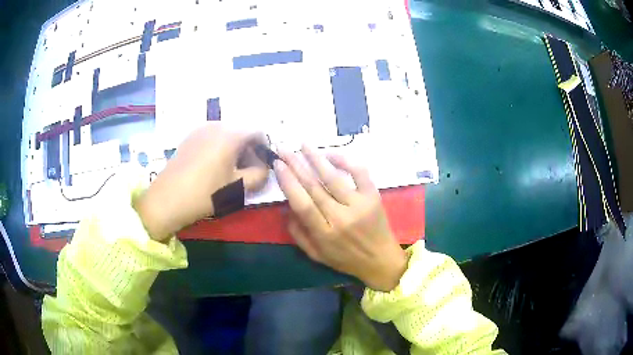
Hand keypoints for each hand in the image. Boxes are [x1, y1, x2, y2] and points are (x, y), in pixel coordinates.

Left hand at [135, 123, 267, 240]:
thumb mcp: (238, 187)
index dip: (264, 148)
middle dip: (249, 150)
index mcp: (230, 134)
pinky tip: (213, 167)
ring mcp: (200, 130)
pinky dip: (220, 148)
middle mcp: (216, 125)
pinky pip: (212, 138)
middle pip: (241, 132)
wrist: (167, 199)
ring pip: (226, 135)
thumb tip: (264, 168)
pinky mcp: (190, 138)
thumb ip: (259, 175)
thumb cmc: (206, 193)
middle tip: (247, 171)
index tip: (262, 166)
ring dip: (234, 149)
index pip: (257, 132)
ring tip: (229, 171)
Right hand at [274, 146, 406, 291]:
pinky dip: (345, 160)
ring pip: (333, 177)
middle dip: (296, 165)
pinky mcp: (373, 196)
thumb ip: (298, 234)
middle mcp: (340, 217)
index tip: (277, 165)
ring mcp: (359, 205)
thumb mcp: (316, 255)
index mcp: (324, 233)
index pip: (301, 203)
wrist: (381, 260)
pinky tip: (331, 154)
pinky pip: (359, 173)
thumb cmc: (346, 259)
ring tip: (303, 145)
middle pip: (314, 186)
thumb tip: (285, 208)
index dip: (288, 182)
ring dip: (316, 158)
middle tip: (283, 149)